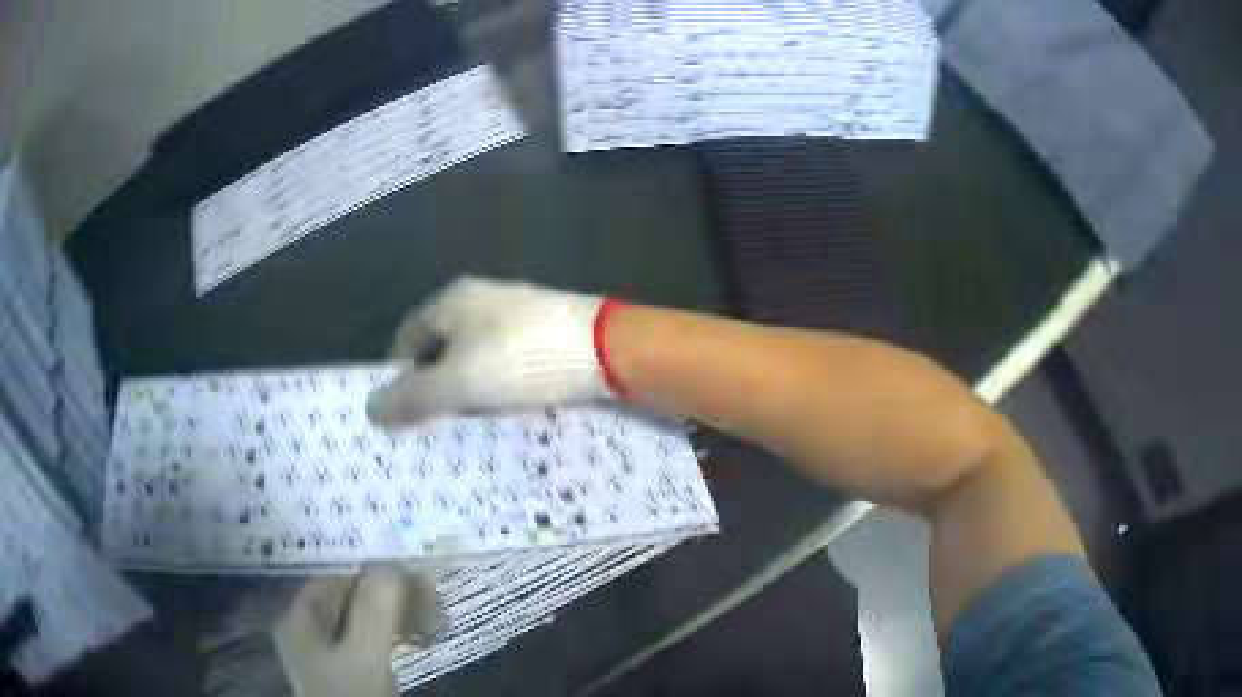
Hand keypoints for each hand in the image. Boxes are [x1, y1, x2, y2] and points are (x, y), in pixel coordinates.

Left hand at [272, 567, 442, 696]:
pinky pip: (374, 638)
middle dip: (395, 595)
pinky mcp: (350, 665)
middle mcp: (310, 625)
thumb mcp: (363, 654)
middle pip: (354, 595)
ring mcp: (331, 648)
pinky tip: (422, 639)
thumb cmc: (350, 695)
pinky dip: (399, 634)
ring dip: (403, 615)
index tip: (415, 572)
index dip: (374, 568)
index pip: (336, 574)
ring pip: (368, 616)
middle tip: (434, 598)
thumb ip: (374, 610)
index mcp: (300, 614)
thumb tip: (394, 562)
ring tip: (436, 622)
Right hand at [367, 277, 609, 426]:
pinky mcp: (544, 331)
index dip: (398, 374)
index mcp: (452, 301)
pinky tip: (504, 407)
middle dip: (433, 385)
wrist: (606, 348)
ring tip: (467, 423)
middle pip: (441, 347)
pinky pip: (505, 361)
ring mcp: (515, 313)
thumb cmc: (521, 359)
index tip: (400, 412)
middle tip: (432, 424)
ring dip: (465, 388)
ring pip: (474, 356)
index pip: (408, 337)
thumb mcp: (459, 383)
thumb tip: (370, 409)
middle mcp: (480, 300)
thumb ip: (414, 397)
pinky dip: (496, 385)